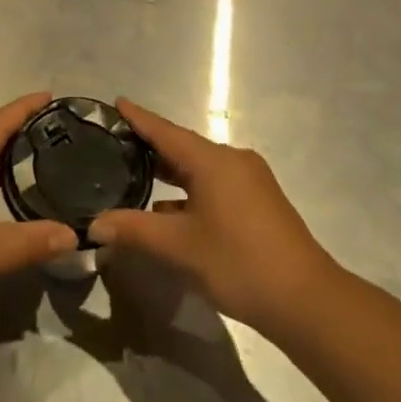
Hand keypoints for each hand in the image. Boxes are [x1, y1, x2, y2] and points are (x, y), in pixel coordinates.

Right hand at [90, 99, 338, 339]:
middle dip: (151, 146)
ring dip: (171, 173)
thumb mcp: (178, 247)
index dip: (139, 117)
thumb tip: (95, 224)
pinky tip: (171, 211)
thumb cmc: (238, 262)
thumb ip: (134, 230)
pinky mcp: (259, 203)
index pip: (165, 131)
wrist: (305, 300)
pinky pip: (215, 185)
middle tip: (116, 144)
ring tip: (136, 176)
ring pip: (200, 169)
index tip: (117, 101)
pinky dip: (190, 191)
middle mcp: (232, 160)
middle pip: (183, 147)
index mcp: (212, 160)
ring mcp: (250, 181)